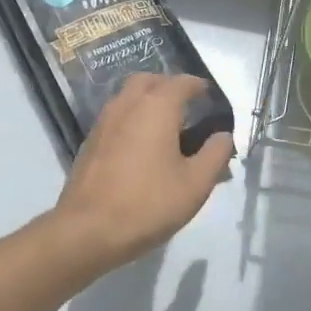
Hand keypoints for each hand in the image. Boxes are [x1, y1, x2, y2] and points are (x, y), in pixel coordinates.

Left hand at [49, 74, 233, 275]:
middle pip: (150, 81)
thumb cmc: (148, 203)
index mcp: (156, 106)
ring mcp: (104, 121)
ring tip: (167, 128)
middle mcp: (127, 104)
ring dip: (149, 101)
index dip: (200, 87)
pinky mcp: (90, 142)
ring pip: (129, 97)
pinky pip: (117, 117)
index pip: (183, 82)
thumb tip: (223, 135)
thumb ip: (216, 154)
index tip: (212, 99)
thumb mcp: (196, 183)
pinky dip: (133, 119)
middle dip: (170, 87)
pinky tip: (142, 148)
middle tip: (187, 108)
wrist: (87, 230)